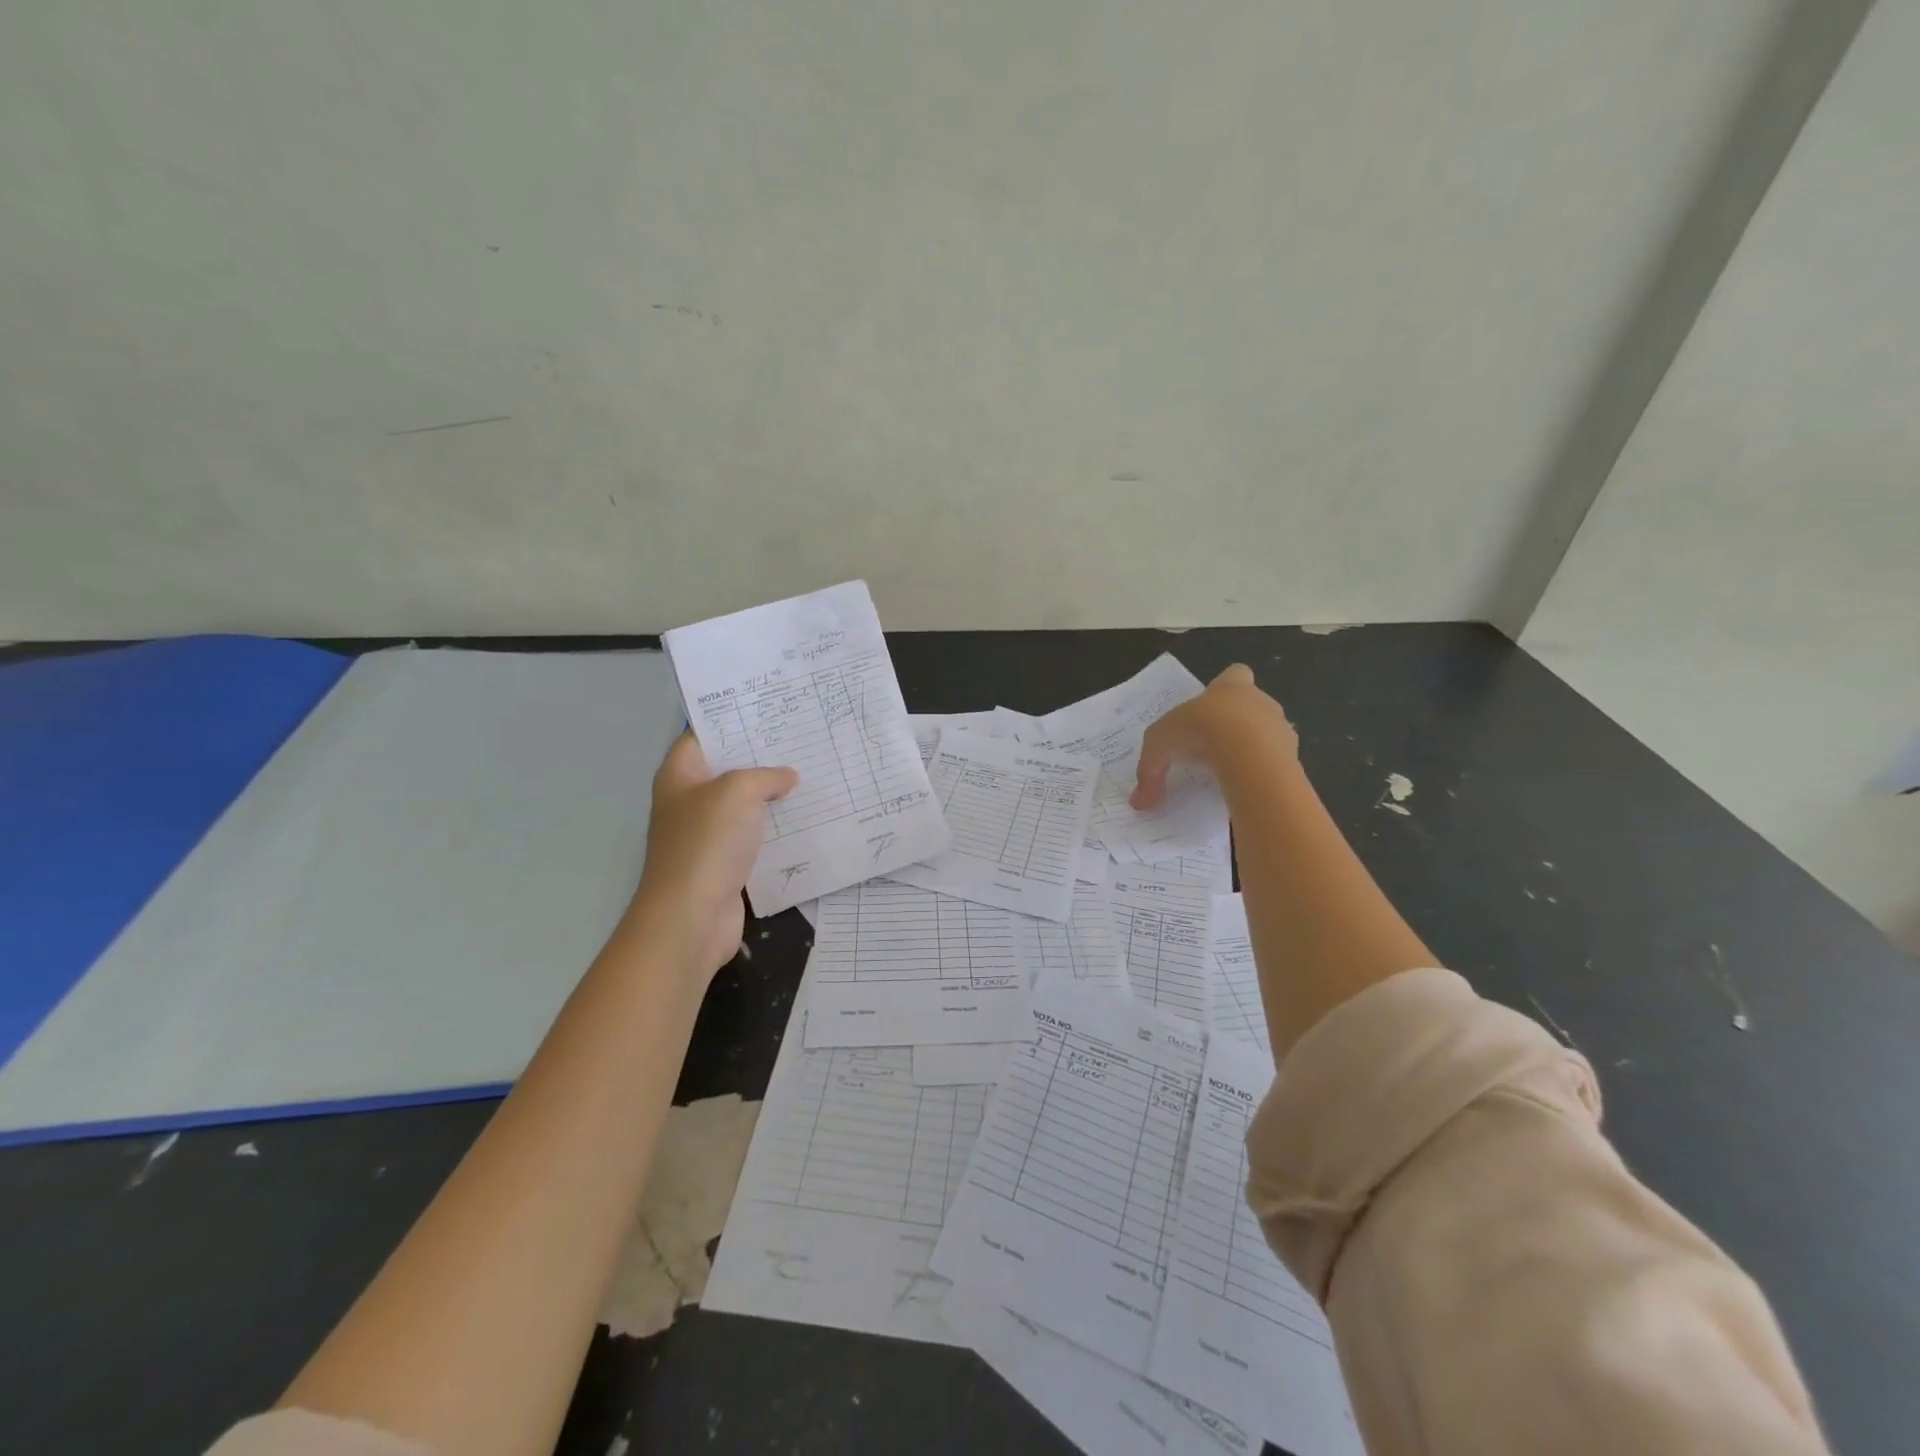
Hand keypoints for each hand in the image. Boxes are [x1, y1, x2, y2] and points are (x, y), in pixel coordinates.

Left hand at [631, 734, 797, 979]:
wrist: (692, 916)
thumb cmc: (707, 843)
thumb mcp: (737, 791)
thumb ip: (765, 776)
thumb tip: (787, 777)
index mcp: (680, 775)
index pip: (703, 735)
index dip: (733, 720)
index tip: (770, 710)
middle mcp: (690, 800)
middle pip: (728, 769)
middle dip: (763, 757)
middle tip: (803, 739)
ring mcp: (707, 834)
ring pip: (746, 804)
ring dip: (774, 794)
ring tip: (814, 773)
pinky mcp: (726, 862)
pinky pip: (755, 836)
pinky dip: (777, 828)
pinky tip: (808, 817)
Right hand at [1131, 664, 1296, 808]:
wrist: (1246, 752)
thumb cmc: (1199, 729)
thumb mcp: (1160, 745)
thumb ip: (1150, 771)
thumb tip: (1139, 802)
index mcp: (1231, 687)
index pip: (1236, 675)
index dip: (1225, 688)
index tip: (1211, 708)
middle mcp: (1261, 701)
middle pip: (1253, 706)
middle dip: (1237, 724)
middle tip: (1212, 747)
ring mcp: (1281, 728)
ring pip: (1268, 735)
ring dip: (1253, 750)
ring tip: (1229, 772)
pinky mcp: (1293, 757)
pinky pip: (1276, 765)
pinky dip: (1262, 775)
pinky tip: (1245, 789)